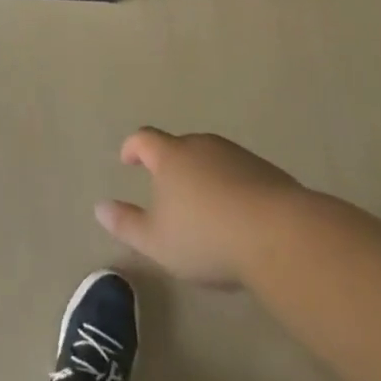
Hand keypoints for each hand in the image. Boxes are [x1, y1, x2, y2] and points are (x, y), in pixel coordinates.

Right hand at [96, 128, 302, 287]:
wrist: (281, 236)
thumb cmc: (206, 237)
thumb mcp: (157, 241)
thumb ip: (126, 224)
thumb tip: (99, 207)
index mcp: (170, 156)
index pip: (144, 139)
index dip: (133, 147)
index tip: (127, 160)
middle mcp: (202, 146)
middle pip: (180, 146)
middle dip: (171, 164)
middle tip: (168, 190)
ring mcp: (237, 156)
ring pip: (212, 159)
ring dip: (204, 176)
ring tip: (204, 207)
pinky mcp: (268, 173)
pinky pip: (240, 174)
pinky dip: (232, 188)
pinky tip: (238, 216)